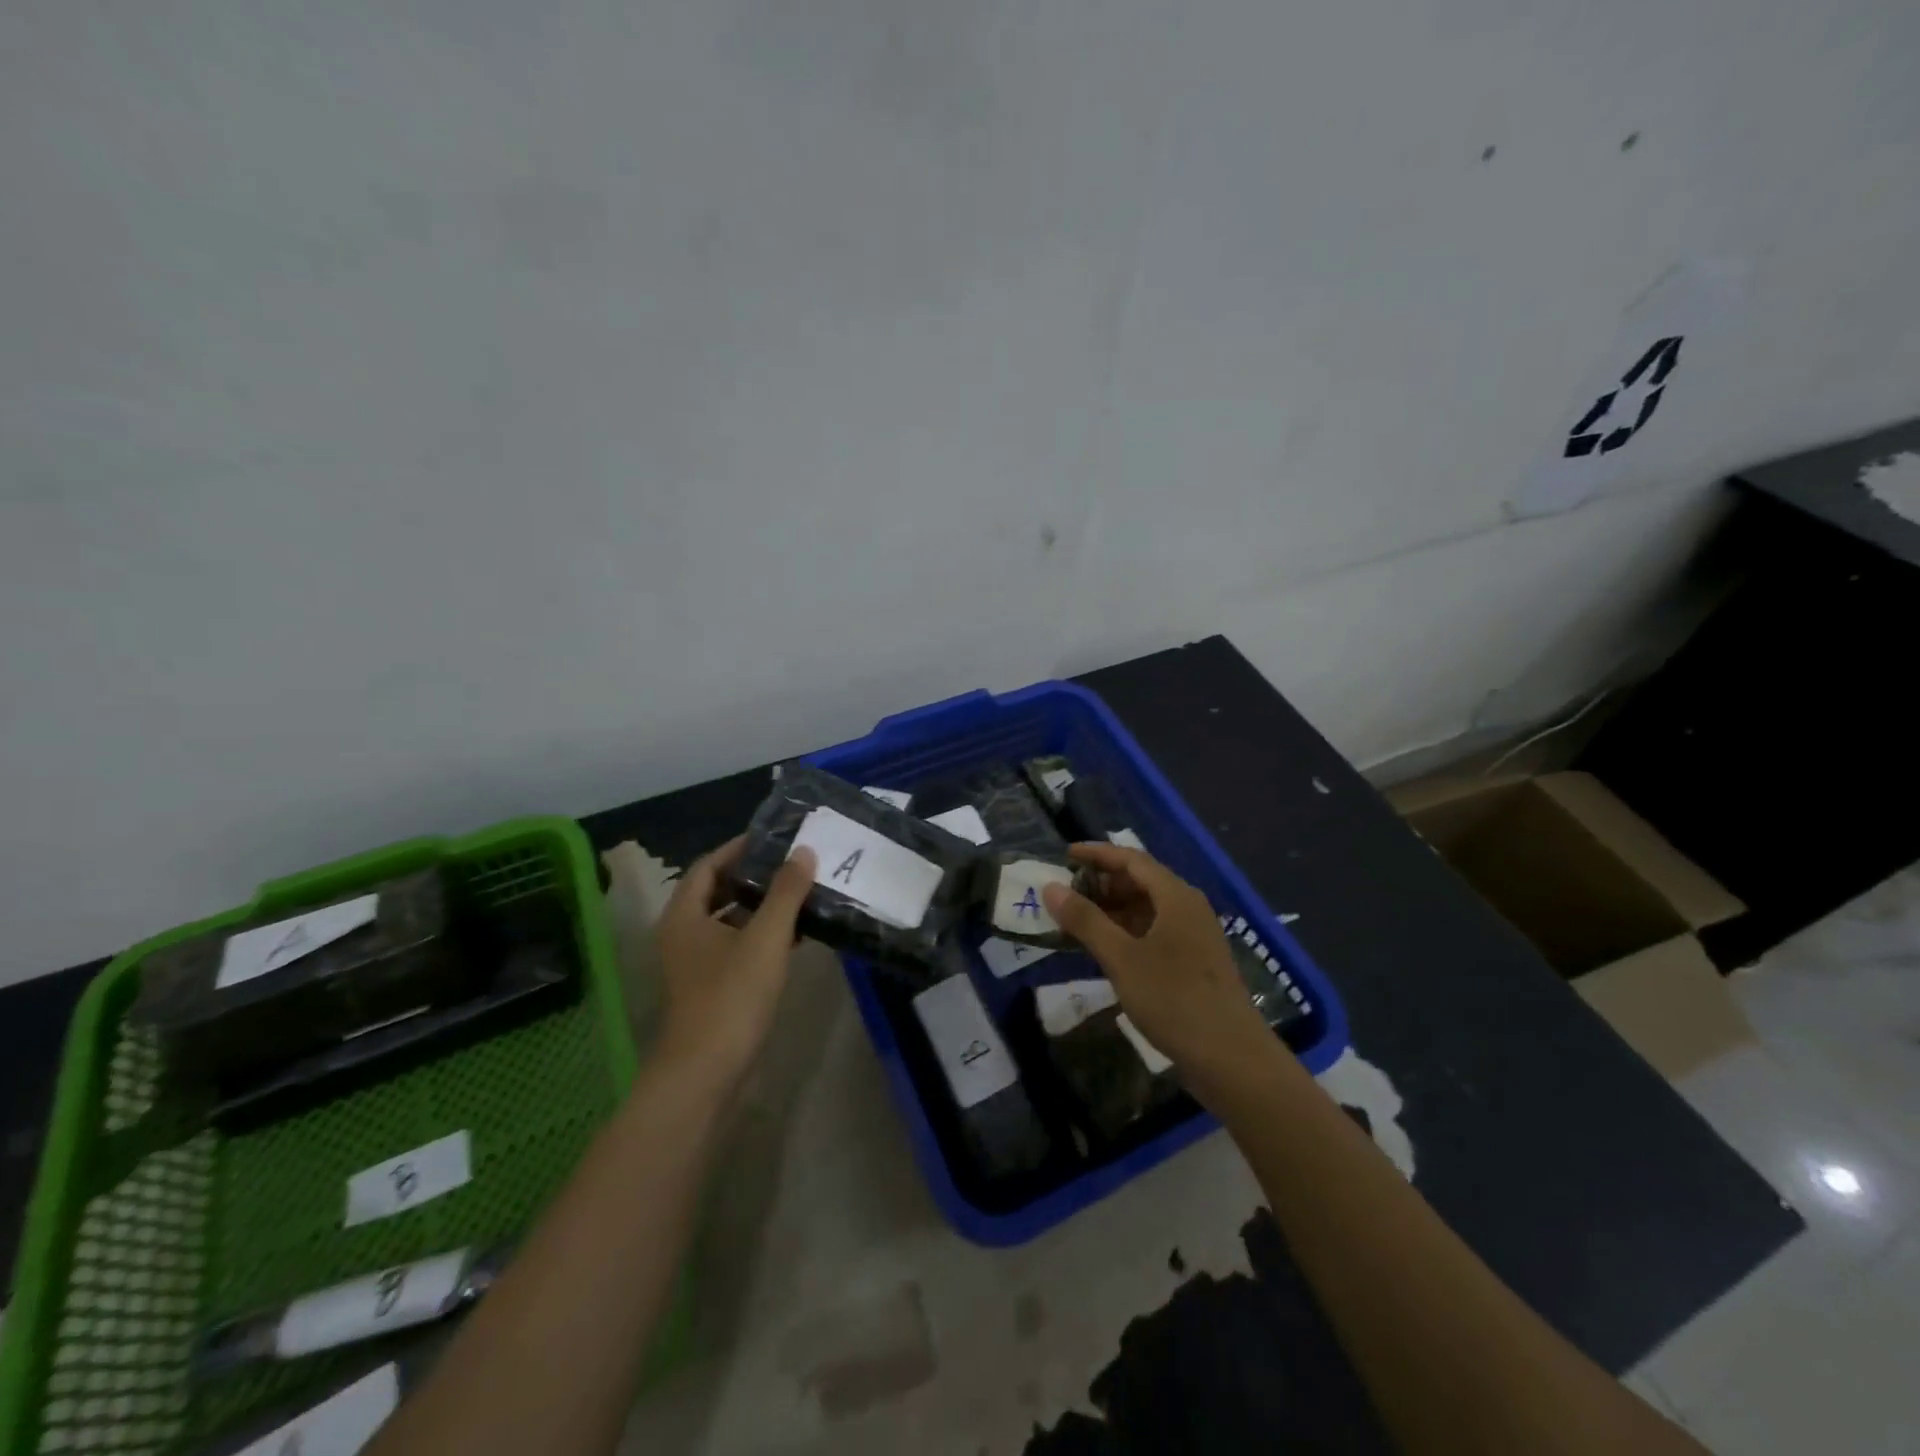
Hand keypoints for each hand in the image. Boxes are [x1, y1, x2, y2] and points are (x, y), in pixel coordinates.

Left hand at [654, 836, 816, 1099]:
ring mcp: (694, 963)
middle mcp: (682, 934)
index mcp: (684, 915)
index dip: (739, 848)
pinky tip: (793, 936)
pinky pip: (735, 946)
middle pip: (717, 891)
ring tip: (799, 893)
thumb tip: (804, 852)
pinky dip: (760, 935)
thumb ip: (786, 892)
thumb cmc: (732, 996)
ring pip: (728, 920)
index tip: (775, 839)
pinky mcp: (710, 986)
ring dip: (760, 907)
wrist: (706, 1072)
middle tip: (792, 863)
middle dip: (754, 876)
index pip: (708, 865)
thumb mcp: (766, 938)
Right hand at [1042, 843, 1272, 1075]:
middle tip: (1066, 894)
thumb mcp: (1121, 958)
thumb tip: (1050, 888)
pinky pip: (1155, 931)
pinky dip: (1127, 932)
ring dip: (1112, 910)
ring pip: (1147, 909)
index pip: (1131, 859)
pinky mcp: (1195, 962)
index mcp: (1176, 896)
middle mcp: (1188, 907)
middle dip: (1102, 884)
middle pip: (1141, 881)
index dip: (1097, 854)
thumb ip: (1085, 920)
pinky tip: (1106, 950)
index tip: (1064, 855)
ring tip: (1078, 922)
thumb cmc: (1174, 999)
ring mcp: (1195, 936)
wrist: (1232, 1058)